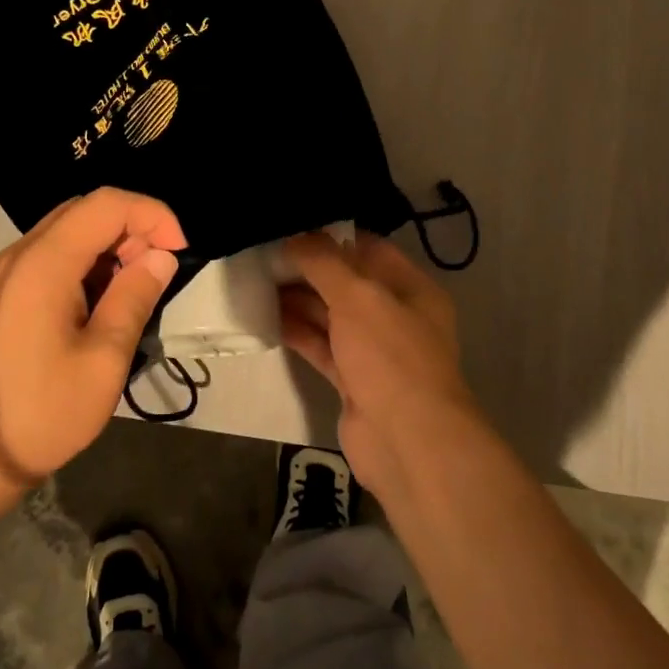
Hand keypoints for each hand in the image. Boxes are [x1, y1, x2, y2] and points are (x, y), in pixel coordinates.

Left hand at [0, 188, 185, 493]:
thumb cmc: (38, 415)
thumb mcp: (103, 361)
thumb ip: (133, 299)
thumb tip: (160, 257)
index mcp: (43, 263)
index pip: (106, 204)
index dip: (152, 215)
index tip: (178, 251)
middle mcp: (16, 256)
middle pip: (82, 212)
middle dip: (130, 229)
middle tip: (155, 274)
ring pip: (63, 235)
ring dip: (105, 249)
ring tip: (129, 295)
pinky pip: (44, 259)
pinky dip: (80, 266)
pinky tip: (93, 308)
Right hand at [278, 231, 487, 499]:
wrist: (407, 441)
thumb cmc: (390, 355)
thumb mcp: (358, 297)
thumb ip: (325, 263)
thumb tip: (296, 236)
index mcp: (411, 289)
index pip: (370, 249)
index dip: (333, 236)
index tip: (293, 226)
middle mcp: (395, 316)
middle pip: (347, 283)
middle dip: (309, 268)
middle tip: (264, 252)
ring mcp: (374, 351)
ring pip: (331, 316)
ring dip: (298, 300)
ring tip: (257, 280)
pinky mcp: (353, 381)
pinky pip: (321, 347)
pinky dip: (297, 332)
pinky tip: (266, 317)